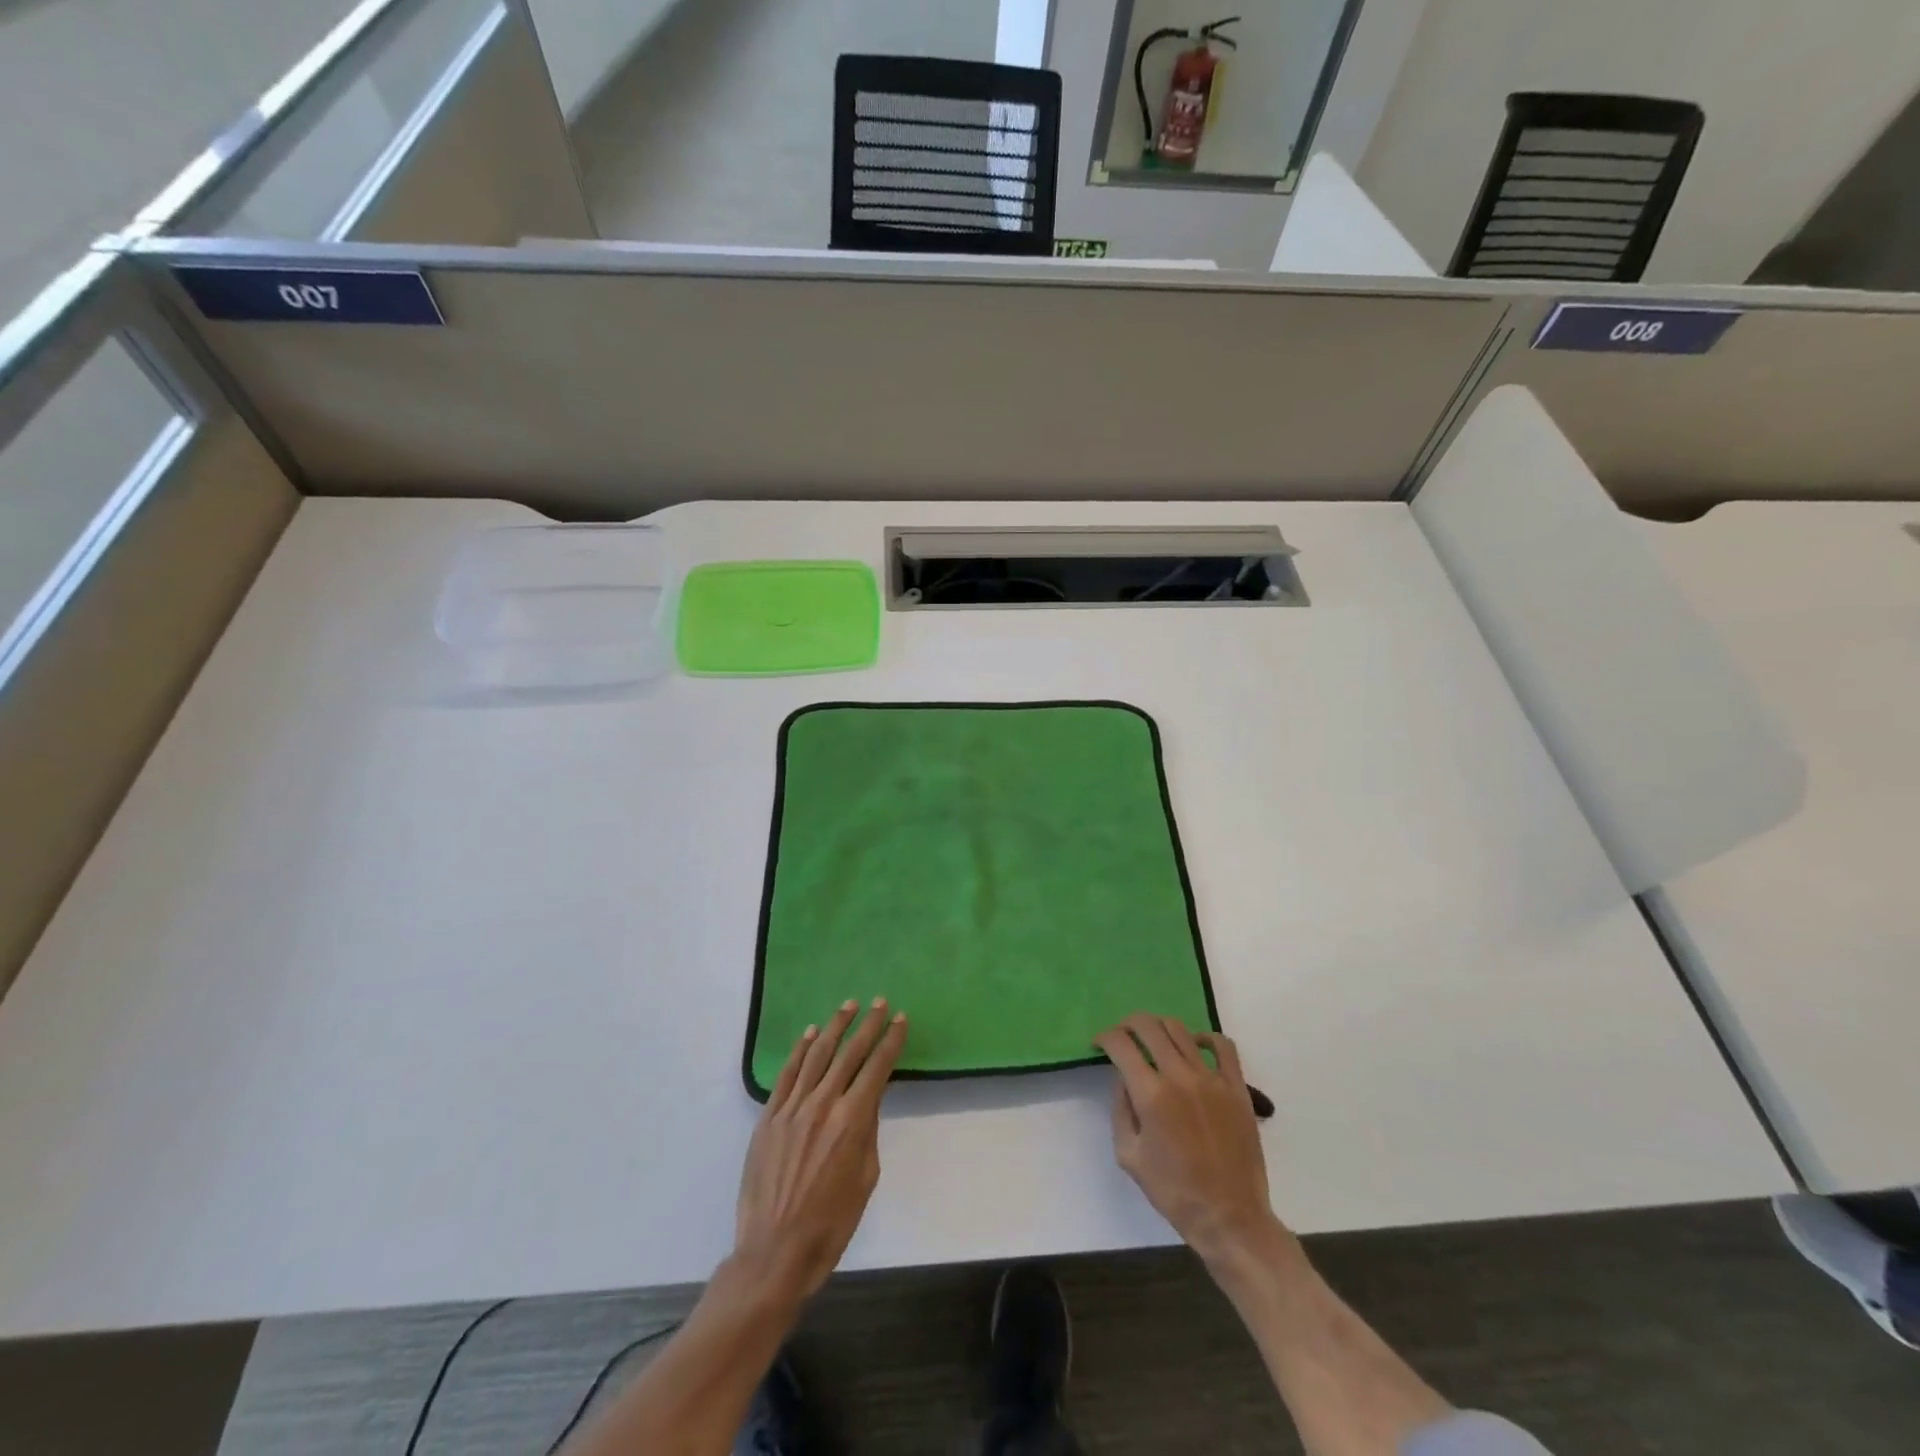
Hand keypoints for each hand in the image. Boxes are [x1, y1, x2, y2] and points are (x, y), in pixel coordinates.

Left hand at [734, 998, 907, 1299]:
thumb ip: (868, 1131)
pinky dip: (800, 1050)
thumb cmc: (831, 1223)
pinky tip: (810, 1034)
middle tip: (880, 1003)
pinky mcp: (769, 1117)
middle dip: (868, 1025)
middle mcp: (823, 1104)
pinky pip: (787, 1074)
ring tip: (848, 1006)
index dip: (891, 1041)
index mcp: (852, 1121)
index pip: (877, 1068)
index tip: (901, 1019)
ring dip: (835, 1027)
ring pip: (817, 1055)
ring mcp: (792, 1108)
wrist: (775, 1251)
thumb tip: (868, 1100)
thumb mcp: (866, 1178)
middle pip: (849, 1053)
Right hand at [1096, 1014, 1283, 1270]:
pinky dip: (1205, 1037)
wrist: (1229, 1217)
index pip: (1121, 1044)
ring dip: (1159, 1028)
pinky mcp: (1237, 1088)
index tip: (1099, 1044)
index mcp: (1151, 1094)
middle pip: (1149, 1026)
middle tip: (1122, 1036)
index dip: (1104, 1038)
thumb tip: (1124, 1078)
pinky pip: (1223, 1046)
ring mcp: (1212, 1079)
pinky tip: (1194, 1045)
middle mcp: (1180, 1076)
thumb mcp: (1129, 1154)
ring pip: (1180, 1030)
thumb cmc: (1173, 1191)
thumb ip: (1121, 1109)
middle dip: (1128, 1024)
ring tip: (1153, 1041)